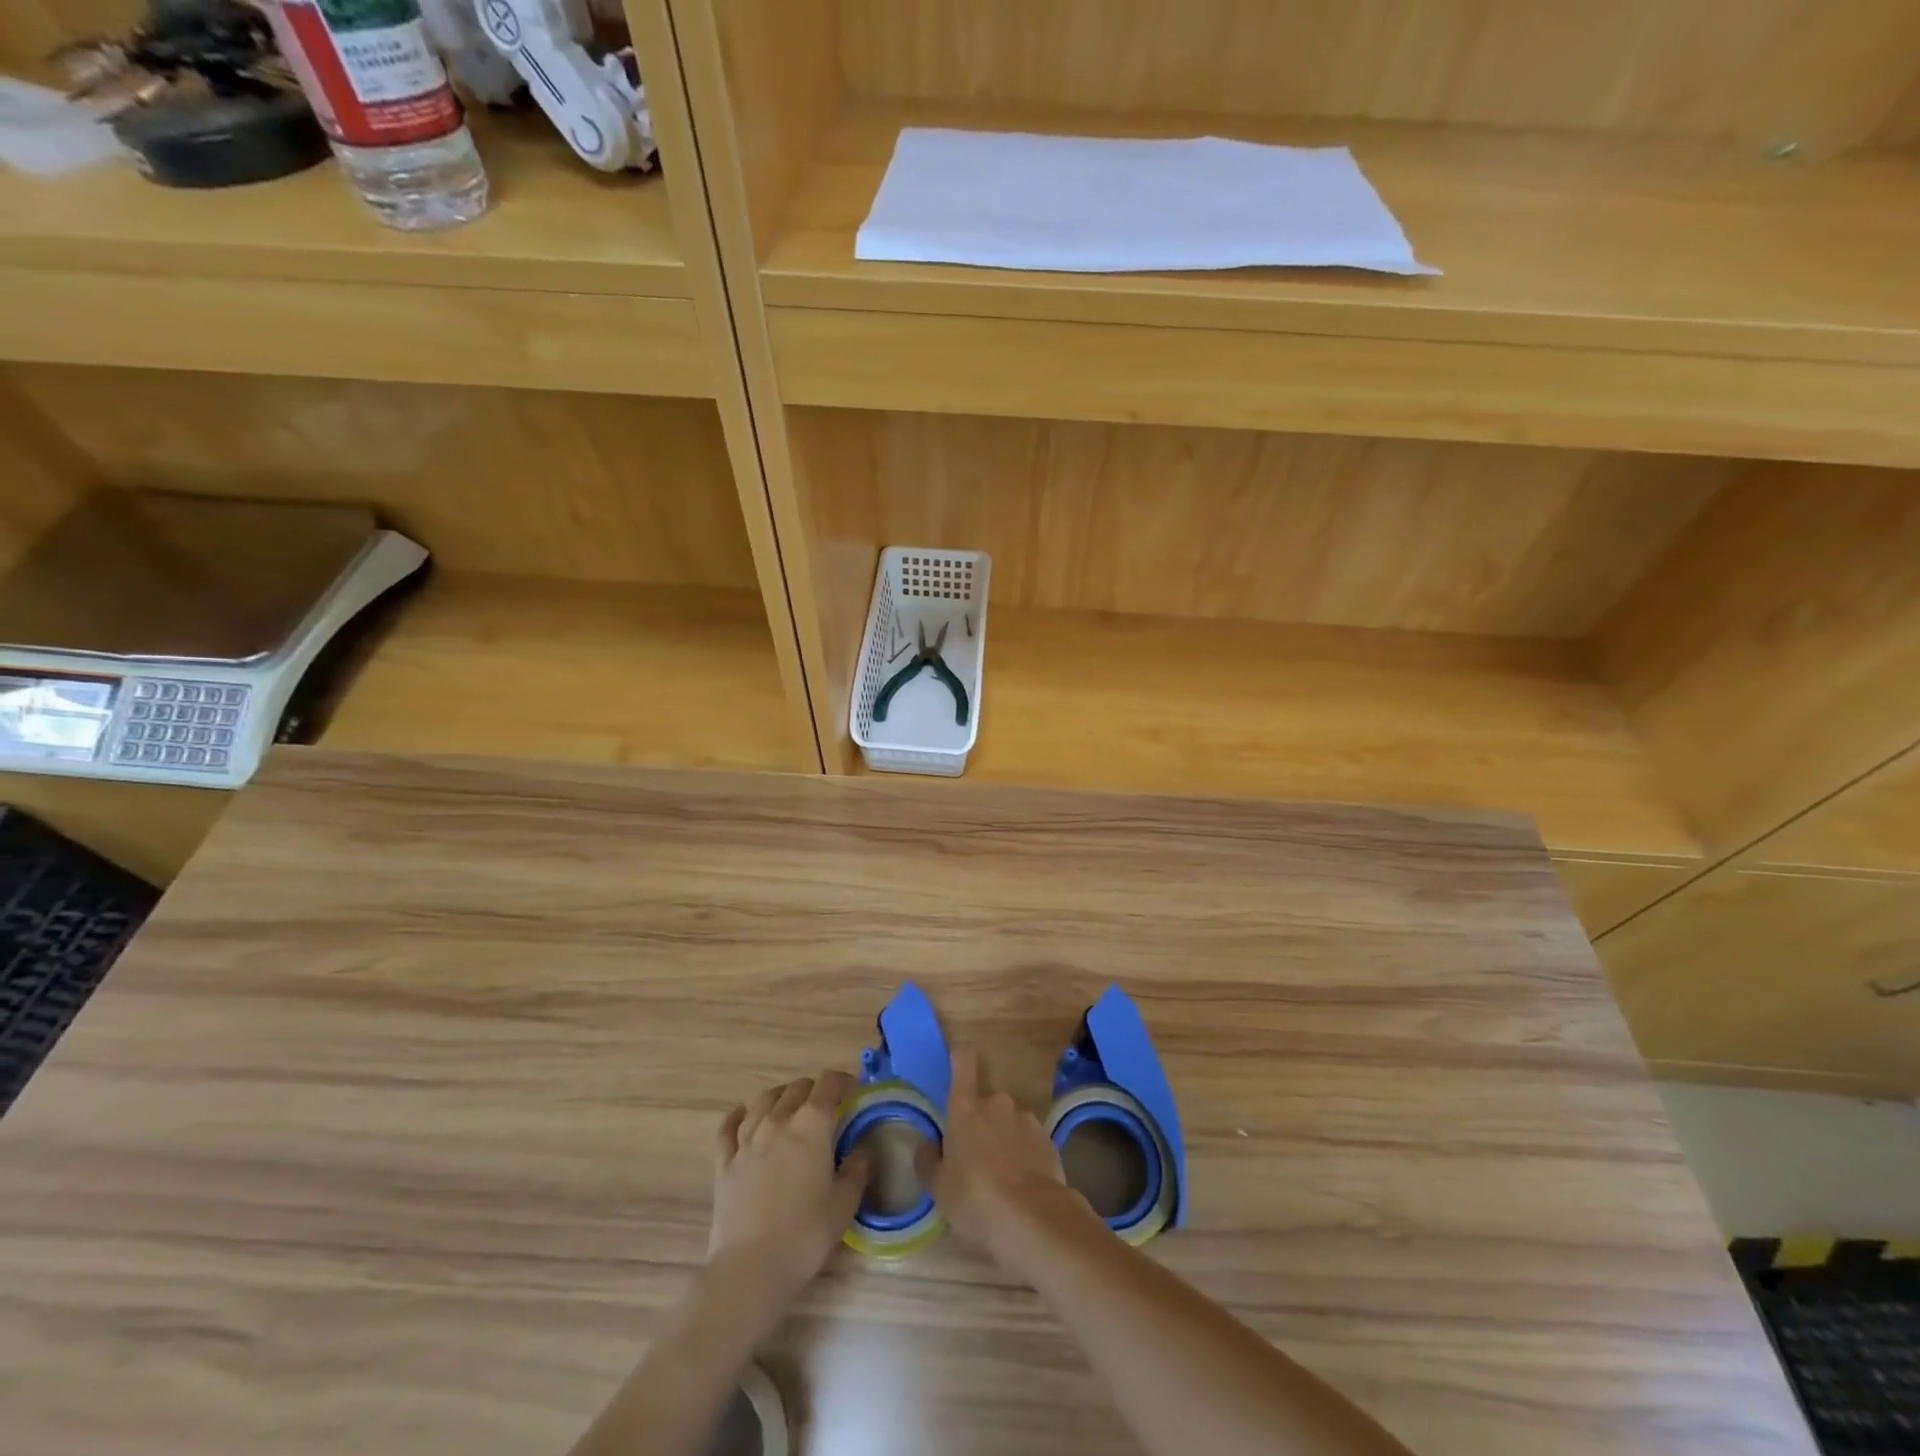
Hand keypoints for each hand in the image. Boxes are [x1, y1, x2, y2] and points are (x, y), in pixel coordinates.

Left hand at [710, 1071, 868, 1311]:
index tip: (854, 1093)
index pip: (829, 1083)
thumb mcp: (845, 1203)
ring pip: (763, 1100)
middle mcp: (778, 1121)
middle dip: (815, 1090)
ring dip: (781, 1096)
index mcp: (811, 1125)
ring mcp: (747, 1140)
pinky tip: (745, 1116)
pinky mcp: (724, 1163)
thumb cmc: (805, 1234)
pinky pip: (728, 1126)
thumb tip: (865, 1147)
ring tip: (791, 1107)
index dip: (844, 1081)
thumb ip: (858, 1168)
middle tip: (827, 1108)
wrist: (750, 1270)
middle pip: (797, 1088)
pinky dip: (739, 1115)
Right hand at [916, 1049, 1096, 1279]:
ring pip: (1009, 1122)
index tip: (957, 1067)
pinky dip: (1024, 1154)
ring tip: (1003, 1177)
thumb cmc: (975, 1198)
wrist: (1033, 1219)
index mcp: (966, 1107)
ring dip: (1004, 1138)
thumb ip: (928, 1160)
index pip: (963, 1063)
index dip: (960, 1060)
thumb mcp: (938, 1188)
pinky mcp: (1048, 1138)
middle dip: (982, 1122)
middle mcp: (997, 1102)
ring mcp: (1026, 1118)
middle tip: (977, 1158)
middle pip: (986, 1102)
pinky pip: (1029, 1140)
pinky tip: (1023, 1184)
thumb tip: (928, 1145)